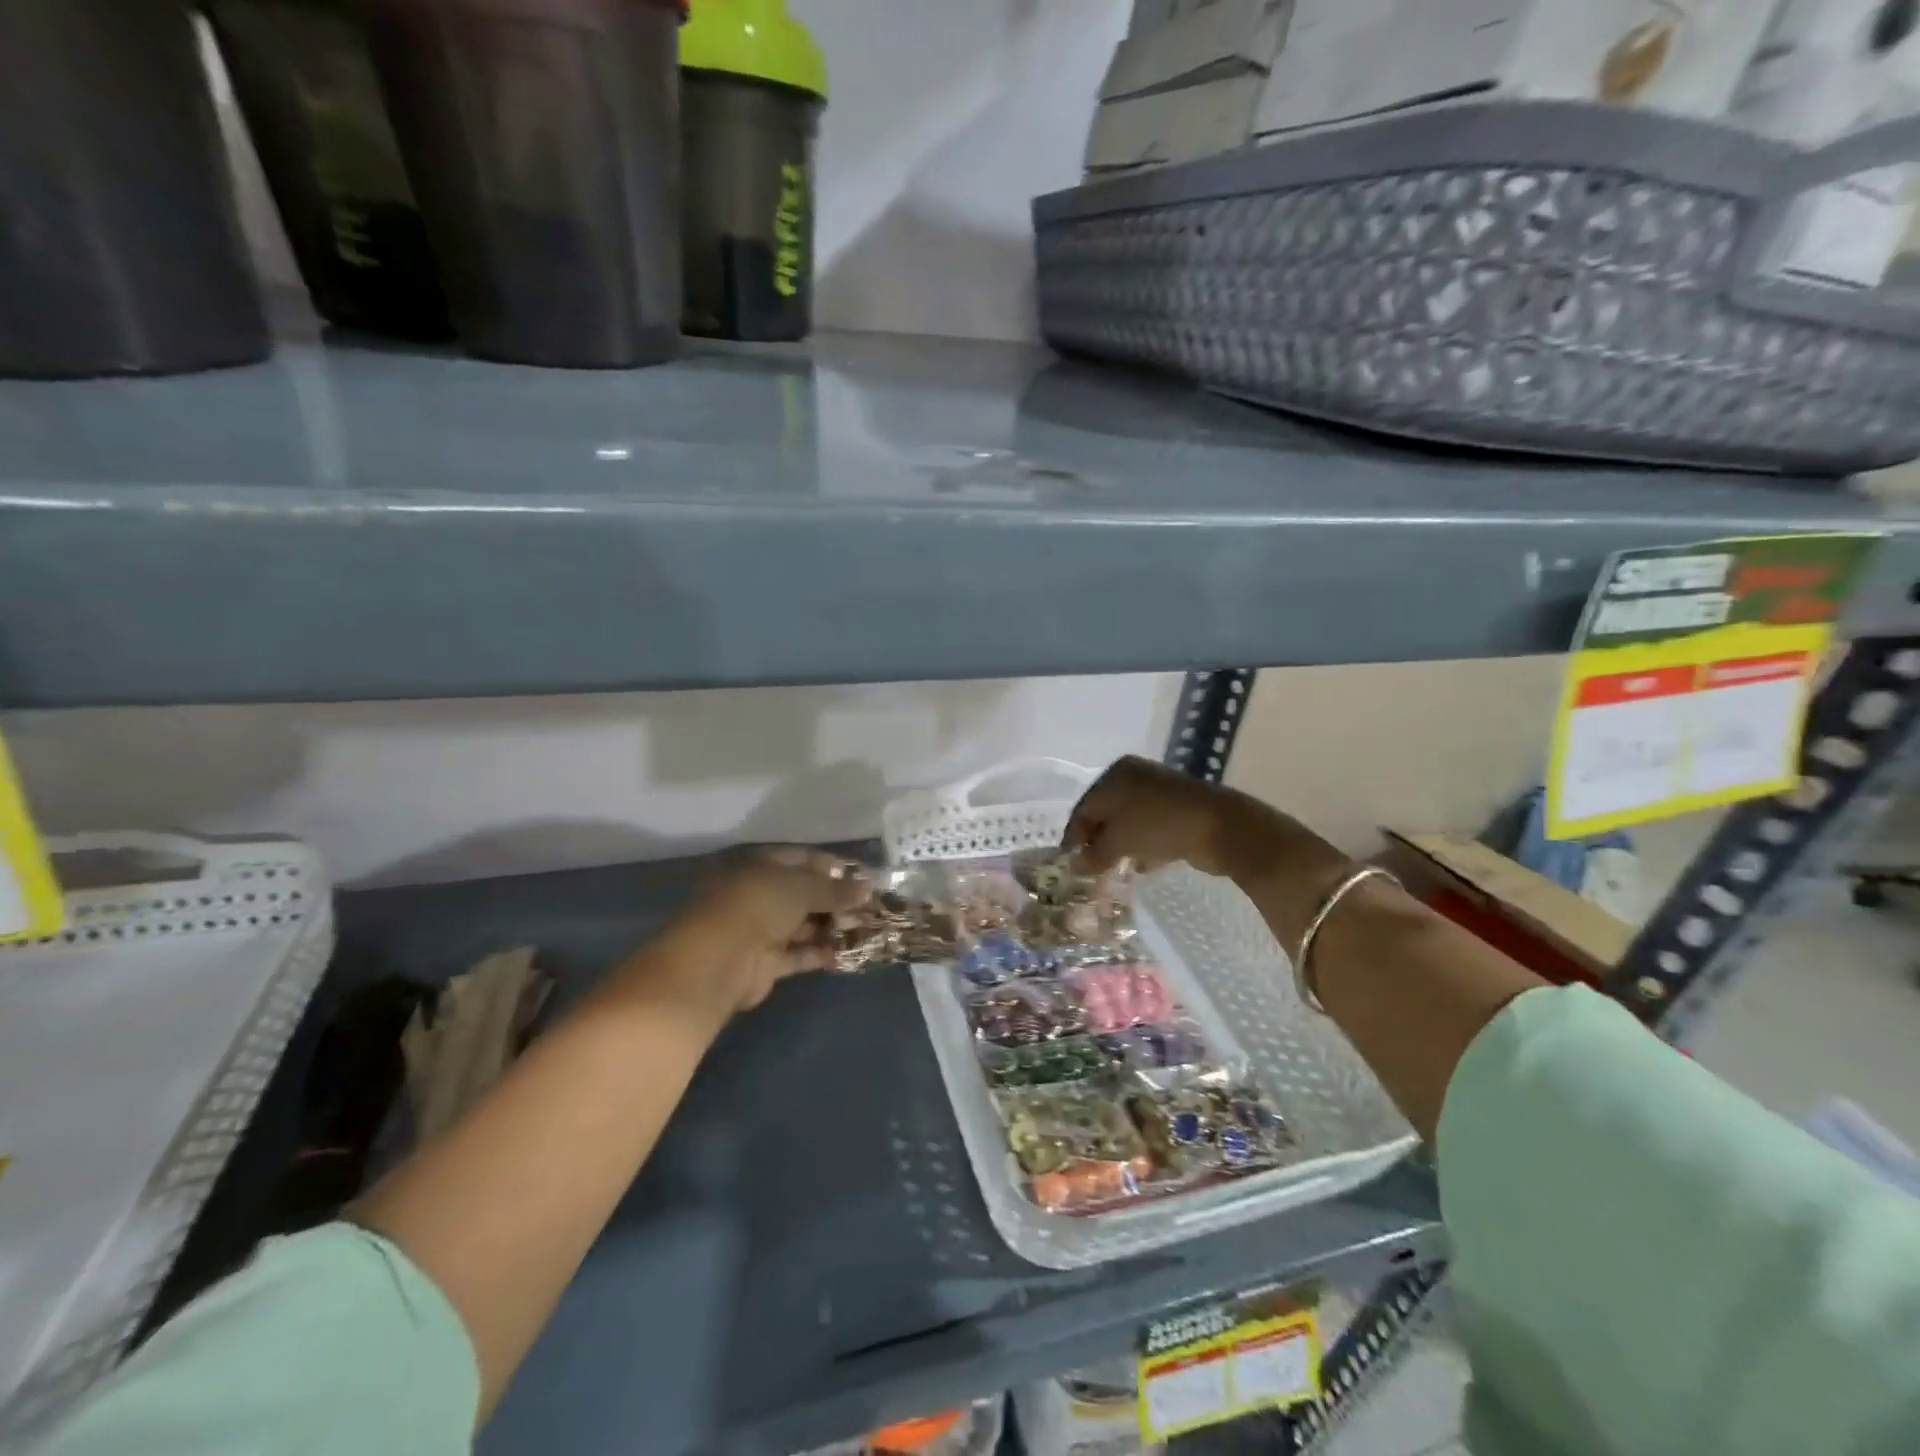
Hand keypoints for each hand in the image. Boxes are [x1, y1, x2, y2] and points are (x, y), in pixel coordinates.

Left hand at [626, 848, 874, 1023]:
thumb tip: (869, 886)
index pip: (803, 859)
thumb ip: (837, 889)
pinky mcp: (766, 962)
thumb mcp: (803, 888)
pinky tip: (849, 952)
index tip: (865, 877)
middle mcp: (760, 894)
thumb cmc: (759, 905)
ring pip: (804, 924)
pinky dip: (822, 952)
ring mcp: (761, 929)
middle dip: (838, 900)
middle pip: (805, 893)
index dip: (835, 866)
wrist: (719, 959)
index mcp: (761, 865)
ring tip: (868, 929)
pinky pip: (800, 953)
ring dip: (833, 927)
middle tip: (872, 907)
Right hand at [1062, 756, 1234, 874]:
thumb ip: (1093, 855)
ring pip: (1129, 822)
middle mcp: (1134, 777)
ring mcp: (1158, 791)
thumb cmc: (1157, 826)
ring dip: (1121, 847)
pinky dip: (1143, 845)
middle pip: (1105, 814)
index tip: (1069, 864)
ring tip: (1116, 871)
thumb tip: (1075, 866)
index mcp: (1113, 775)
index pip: (1083, 808)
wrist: (1219, 826)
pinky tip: (1143, 866)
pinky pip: (1150, 828)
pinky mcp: (1179, 808)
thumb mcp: (1118, 843)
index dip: (1073, 838)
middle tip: (1092, 869)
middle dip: (1098, 843)